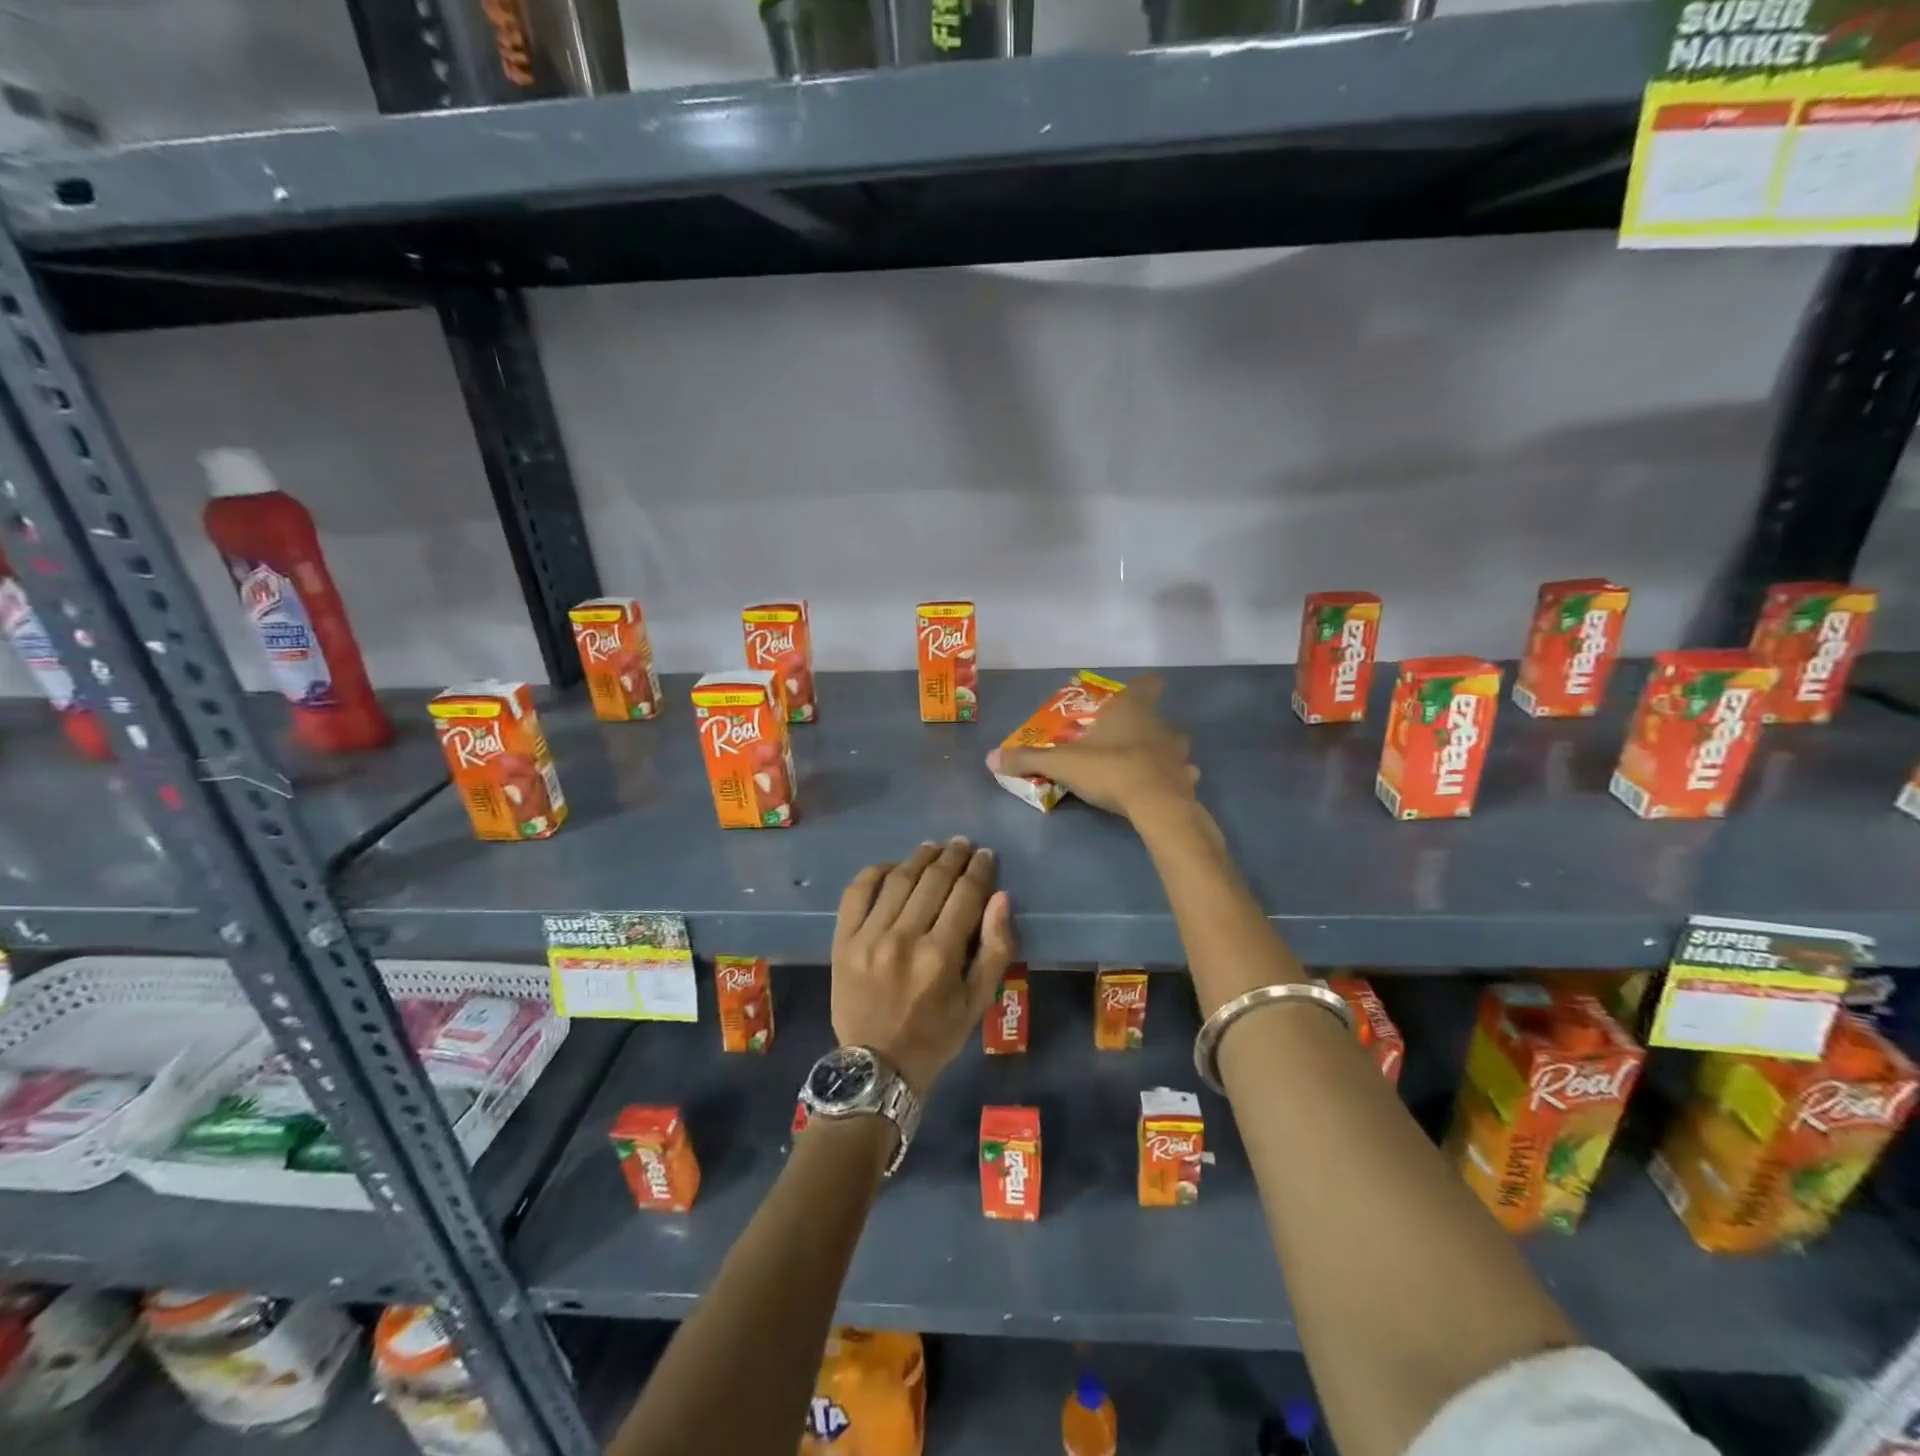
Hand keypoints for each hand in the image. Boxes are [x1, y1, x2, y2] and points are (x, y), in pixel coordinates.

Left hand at [830, 838, 1017, 1096]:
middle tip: (962, 844)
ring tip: (932, 848)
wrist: (877, 1067)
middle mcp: (904, 939)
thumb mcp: (978, 1002)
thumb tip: (1000, 898)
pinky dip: (874, 872)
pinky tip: (891, 866)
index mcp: (940, 956)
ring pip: (898, 880)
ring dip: (918, 858)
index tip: (985, 856)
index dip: (979, 870)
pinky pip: (856, 893)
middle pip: (933, 881)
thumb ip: (995, 949)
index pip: (965, 895)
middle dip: (952, 857)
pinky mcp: (842, 941)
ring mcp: (868, 937)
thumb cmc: (935, 1036)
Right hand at [986, 673, 1199, 822]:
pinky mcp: (1187, 779)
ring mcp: (1177, 752)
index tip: (1135, 691)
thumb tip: (990, 758)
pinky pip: (1182, 774)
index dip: (1144, 685)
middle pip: (1159, 717)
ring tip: (1144, 765)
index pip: (1147, 684)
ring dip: (1163, 752)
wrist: (1156, 804)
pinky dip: (1173, 778)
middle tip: (1124, 739)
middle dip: (1146, 726)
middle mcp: (1159, 724)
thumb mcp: (1062, 764)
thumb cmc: (1109, 769)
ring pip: (1175, 745)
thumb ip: (1028, 760)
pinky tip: (1159, 789)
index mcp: (1131, 710)